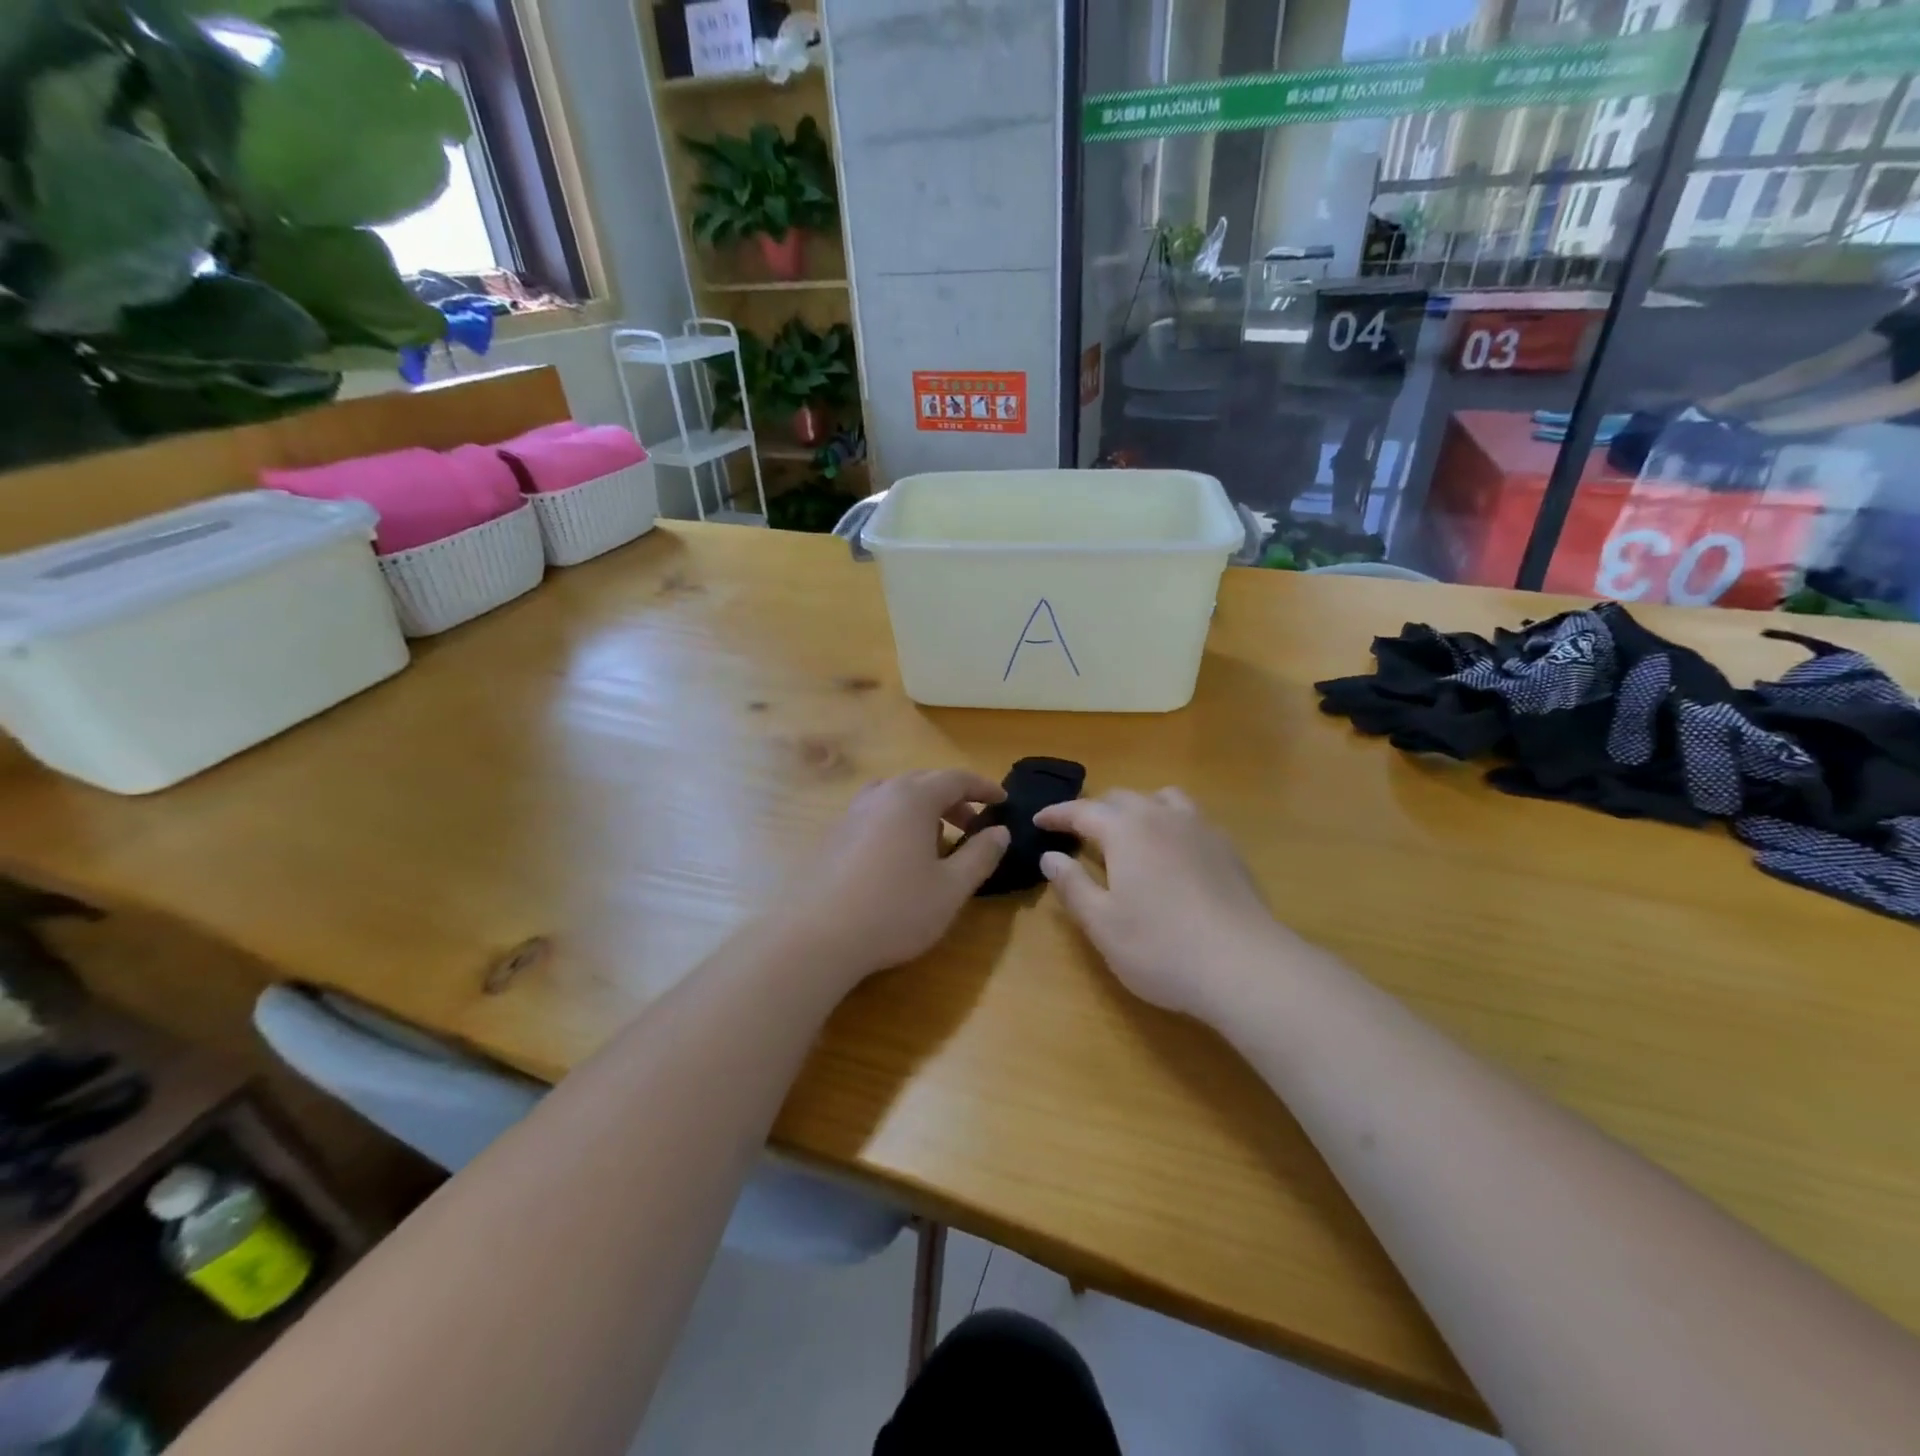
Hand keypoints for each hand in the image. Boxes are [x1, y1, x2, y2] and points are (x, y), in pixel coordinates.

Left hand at [778, 769, 1008, 986]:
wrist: (817, 936)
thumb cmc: (895, 910)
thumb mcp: (951, 888)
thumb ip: (980, 855)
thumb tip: (1000, 831)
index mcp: (913, 799)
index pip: (956, 778)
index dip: (983, 788)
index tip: (1002, 801)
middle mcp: (880, 795)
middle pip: (924, 782)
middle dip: (954, 798)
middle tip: (973, 824)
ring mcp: (851, 813)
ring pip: (895, 796)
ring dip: (922, 809)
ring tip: (935, 839)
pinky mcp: (833, 836)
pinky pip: (874, 814)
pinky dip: (896, 821)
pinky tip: (898, 857)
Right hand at [1034, 789, 1289, 1022]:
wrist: (1245, 965)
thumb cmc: (1160, 947)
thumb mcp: (1102, 923)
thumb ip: (1072, 885)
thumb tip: (1050, 857)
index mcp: (1126, 830)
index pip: (1082, 810)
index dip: (1057, 814)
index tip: (1038, 821)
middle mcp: (1163, 817)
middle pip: (1122, 799)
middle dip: (1095, 810)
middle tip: (1077, 832)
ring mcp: (1201, 829)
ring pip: (1162, 800)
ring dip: (1138, 809)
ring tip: (1129, 832)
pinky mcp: (1228, 849)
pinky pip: (1191, 819)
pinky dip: (1170, 824)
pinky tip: (1172, 853)